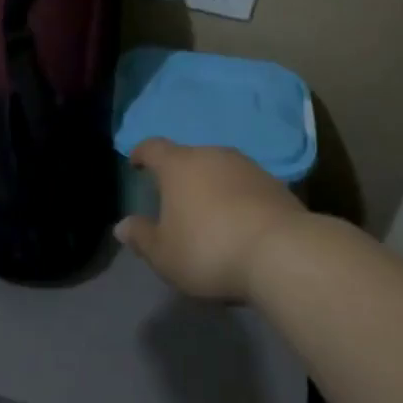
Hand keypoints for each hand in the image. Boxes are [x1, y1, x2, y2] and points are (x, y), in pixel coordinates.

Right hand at [114, 139, 306, 302]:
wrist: (281, 252)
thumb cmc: (209, 249)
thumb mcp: (165, 254)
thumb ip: (141, 237)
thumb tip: (121, 226)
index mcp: (178, 165)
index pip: (153, 147)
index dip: (142, 153)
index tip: (136, 163)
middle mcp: (211, 154)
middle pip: (188, 157)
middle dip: (179, 174)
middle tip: (174, 198)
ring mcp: (246, 166)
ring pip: (219, 169)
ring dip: (211, 185)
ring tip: (209, 211)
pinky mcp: (274, 183)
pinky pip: (245, 185)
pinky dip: (237, 197)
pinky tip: (239, 221)